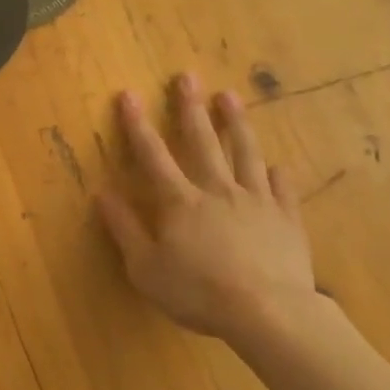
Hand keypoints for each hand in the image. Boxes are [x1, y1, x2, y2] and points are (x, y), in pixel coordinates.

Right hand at [96, 74, 333, 350]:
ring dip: (236, 123)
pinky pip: (282, 190)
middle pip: (202, 141)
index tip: (129, 94)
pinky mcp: (286, 219)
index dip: (137, 124)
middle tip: (187, 76)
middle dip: (191, 107)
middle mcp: (217, 190)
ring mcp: (256, 201)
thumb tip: (103, 193)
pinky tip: (277, 166)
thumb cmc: (199, 292)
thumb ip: (124, 229)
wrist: (269, 313)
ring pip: (245, 153)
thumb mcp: (146, 268)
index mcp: (180, 201)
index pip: (153, 155)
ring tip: (230, 96)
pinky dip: (277, 176)